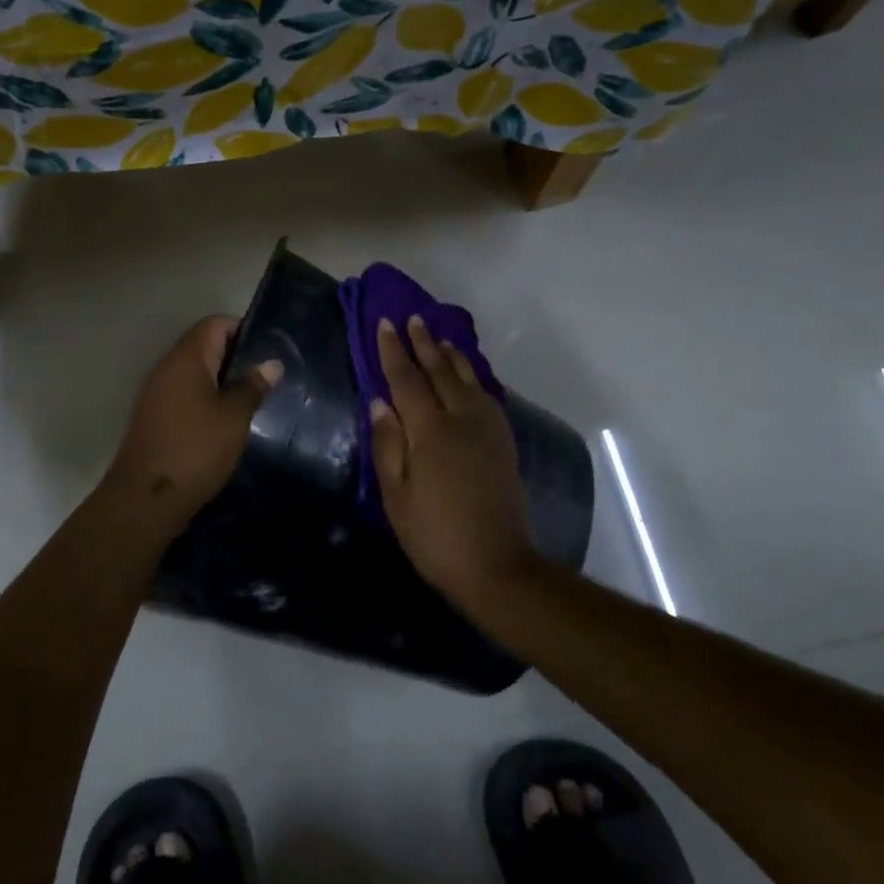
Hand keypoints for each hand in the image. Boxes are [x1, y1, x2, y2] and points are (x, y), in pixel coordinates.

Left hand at [102, 315, 281, 530]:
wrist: (146, 498)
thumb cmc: (196, 449)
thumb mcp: (234, 417)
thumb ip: (253, 386)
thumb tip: (271, 363)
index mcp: (186, 358)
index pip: (215, 324)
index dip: (243, 330)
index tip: (268, 352)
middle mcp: (167, 367)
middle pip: (204, 345)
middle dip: (236, 357)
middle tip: (266, 378)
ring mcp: (157, 392)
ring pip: (195, 372)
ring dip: (221, 381)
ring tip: (251, 399)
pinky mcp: (154, 416)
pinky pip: (184, 394)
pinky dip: (206, 399)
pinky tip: (226, 421)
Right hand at [369, 316, 537, 601]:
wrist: (497, 565)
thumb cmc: (434, 535)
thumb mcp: (396, 495)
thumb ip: (387, 444)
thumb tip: (379, 402)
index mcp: (431, 432)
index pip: (407, 380)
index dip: (393, 351)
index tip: (385, 323)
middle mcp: (462, 419)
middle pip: (440, 371)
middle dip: (424, 343)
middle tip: (412, 318)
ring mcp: (488, 429)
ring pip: (468, 379)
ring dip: (451, 355)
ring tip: (438, 336)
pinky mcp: (503, 441)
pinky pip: (486, 395)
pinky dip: (472, 376)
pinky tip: (467, 375)